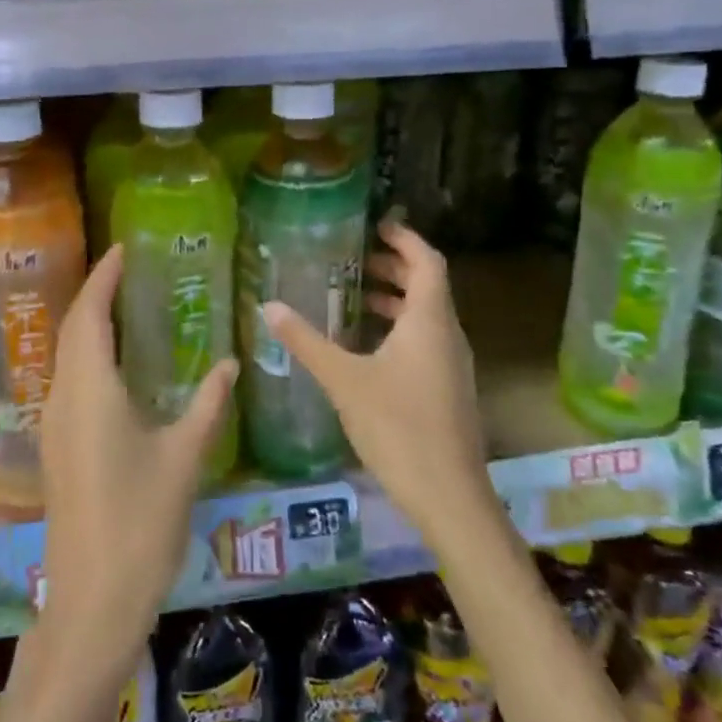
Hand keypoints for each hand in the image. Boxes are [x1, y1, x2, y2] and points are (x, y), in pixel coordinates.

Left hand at [38, 244, 237, 677]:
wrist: (92, 600)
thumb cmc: (140, 522)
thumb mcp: (183, 457)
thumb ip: (208, 405)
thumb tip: (231, 364)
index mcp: (90, 389)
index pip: (89, 314)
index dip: (103, 277)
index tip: (122, 248)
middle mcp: (63, 397)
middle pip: (72, 328)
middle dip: (94, 293)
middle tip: (126, 269)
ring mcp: (54, 424)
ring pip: (66, 355)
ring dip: (88, 323)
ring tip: (123, 305)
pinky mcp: (57, 448)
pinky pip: (69, 380)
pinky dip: (87, 354)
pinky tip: (115, 365)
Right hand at [263, 219, 489, 542]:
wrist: (449, 497)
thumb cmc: (398, 427)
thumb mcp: (344, 380)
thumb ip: (306, 341)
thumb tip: (269, 306)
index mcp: (429, 321)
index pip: (427, 261)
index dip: (405, 238)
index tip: (376, 224)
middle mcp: (447, 335)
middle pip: (427, 286)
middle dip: (394, 268)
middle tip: (355, 260)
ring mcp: (452, 364)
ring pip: (426, 316)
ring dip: (395, 301)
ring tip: (354, 298)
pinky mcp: (448, 389)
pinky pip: (425, 341)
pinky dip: (399, 329)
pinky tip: (366, 347)